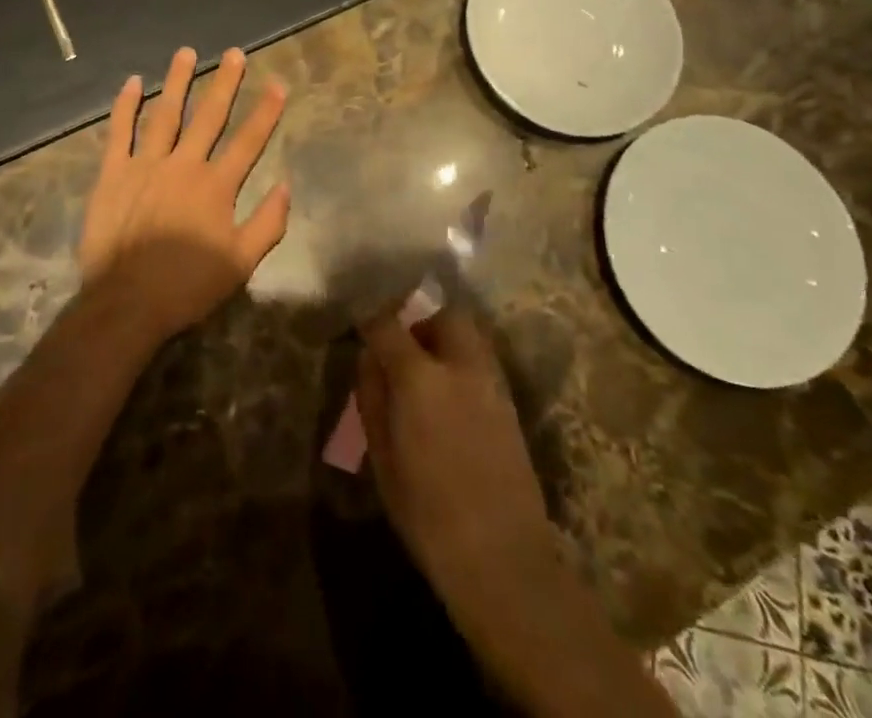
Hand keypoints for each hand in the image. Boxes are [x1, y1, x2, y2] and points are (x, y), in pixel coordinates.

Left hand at [80, 46, 289, 341]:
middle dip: (224, 83)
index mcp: (216, 186)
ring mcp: (145, 165)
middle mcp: (184, 165)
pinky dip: (125, 106)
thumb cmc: (187, 286)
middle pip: (209, 116)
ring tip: (185, 52)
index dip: (265, 111)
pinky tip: (133, 83)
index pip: (248, 141)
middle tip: (234, 53)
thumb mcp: (240, 263)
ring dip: (177, 81)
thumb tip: (286, 186)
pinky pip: (119, 132)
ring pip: (165, 113)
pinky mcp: (112, 173)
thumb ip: (267, 223)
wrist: (126, 303)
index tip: (277, 83)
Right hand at [355, 308, 553, 603]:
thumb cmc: (428, 513)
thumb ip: (372, 397)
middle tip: (400, 345)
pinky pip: (482, 359)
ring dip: (444, 335)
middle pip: (442, 313)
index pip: (387, 324)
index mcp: (419, 376)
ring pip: (468, 332)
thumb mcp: (382, 457)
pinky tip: (450, 393)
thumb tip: (368, 358)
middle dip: (419, 319)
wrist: (503, 558)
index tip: (360, 327)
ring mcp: (491, 381)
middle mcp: (460, 365)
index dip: (370, 320)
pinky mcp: (510, 403)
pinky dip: (462, 359)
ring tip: (425, 368)